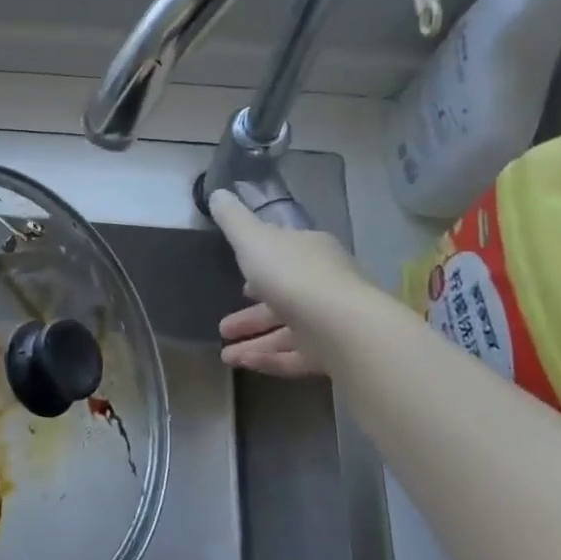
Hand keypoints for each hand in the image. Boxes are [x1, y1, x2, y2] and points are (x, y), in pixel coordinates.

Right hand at [207, 190, 369, 378]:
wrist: (343, 328)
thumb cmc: (293, 275)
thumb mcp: (252, 239)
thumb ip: (233, 220)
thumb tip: (217, 194)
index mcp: (309, 251)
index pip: (285, 253)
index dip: (260, 264)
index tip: (239, 279)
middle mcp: (323, 284)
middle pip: (282, 297)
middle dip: (251, 313)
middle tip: (223, 326)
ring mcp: (330, 321)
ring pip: (287, 331)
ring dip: (254, 342)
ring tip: (225, 355)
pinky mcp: (333, 354)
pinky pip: (296, 356)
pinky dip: (270, 359)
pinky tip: (243, 365)